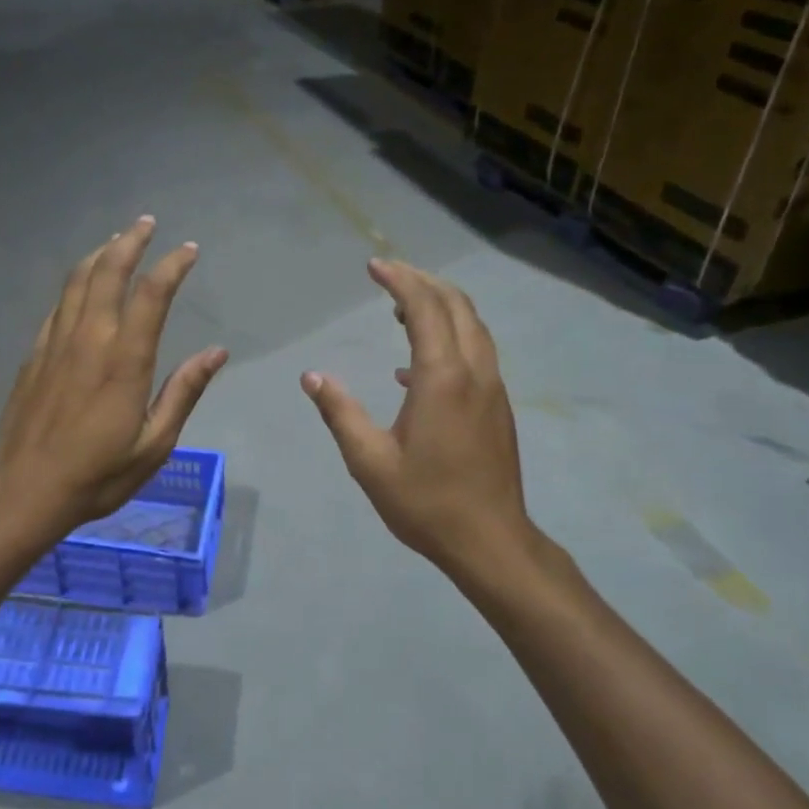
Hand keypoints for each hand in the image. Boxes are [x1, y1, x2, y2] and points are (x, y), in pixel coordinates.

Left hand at [0, 216, 227, 526]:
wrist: (25, 490)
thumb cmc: (98, 474)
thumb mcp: (155, 443)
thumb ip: (184, 392)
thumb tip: (216, 353)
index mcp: (124, 360)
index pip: (152, 295)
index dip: (172, 266)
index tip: (189, 250)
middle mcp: (89, 339)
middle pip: (108, 272)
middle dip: (130, 242)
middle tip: (147, 224)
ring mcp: (56, 343)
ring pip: (77, 281)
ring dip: (100, 254)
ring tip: (116, 240)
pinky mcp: (34, 355)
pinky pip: (58, 306)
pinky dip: (75, 284)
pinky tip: (82, 286)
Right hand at [302, 259, 550, 587]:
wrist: (491, 541)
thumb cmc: (426, 502)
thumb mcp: (370, 462)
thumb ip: (340, 413)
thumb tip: (312, 377)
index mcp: (442, 379)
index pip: (425, 309)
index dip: (400, 281)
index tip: (373, 266)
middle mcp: (474, 373)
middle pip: (456, 306)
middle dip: (423, 282)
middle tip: (388, 274)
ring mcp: (492, 389)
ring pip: (472, 327)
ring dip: (440, 306)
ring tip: (400, 307)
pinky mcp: (497, 406)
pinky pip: (475, 353)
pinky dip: (449, 337)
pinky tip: (412, 367)